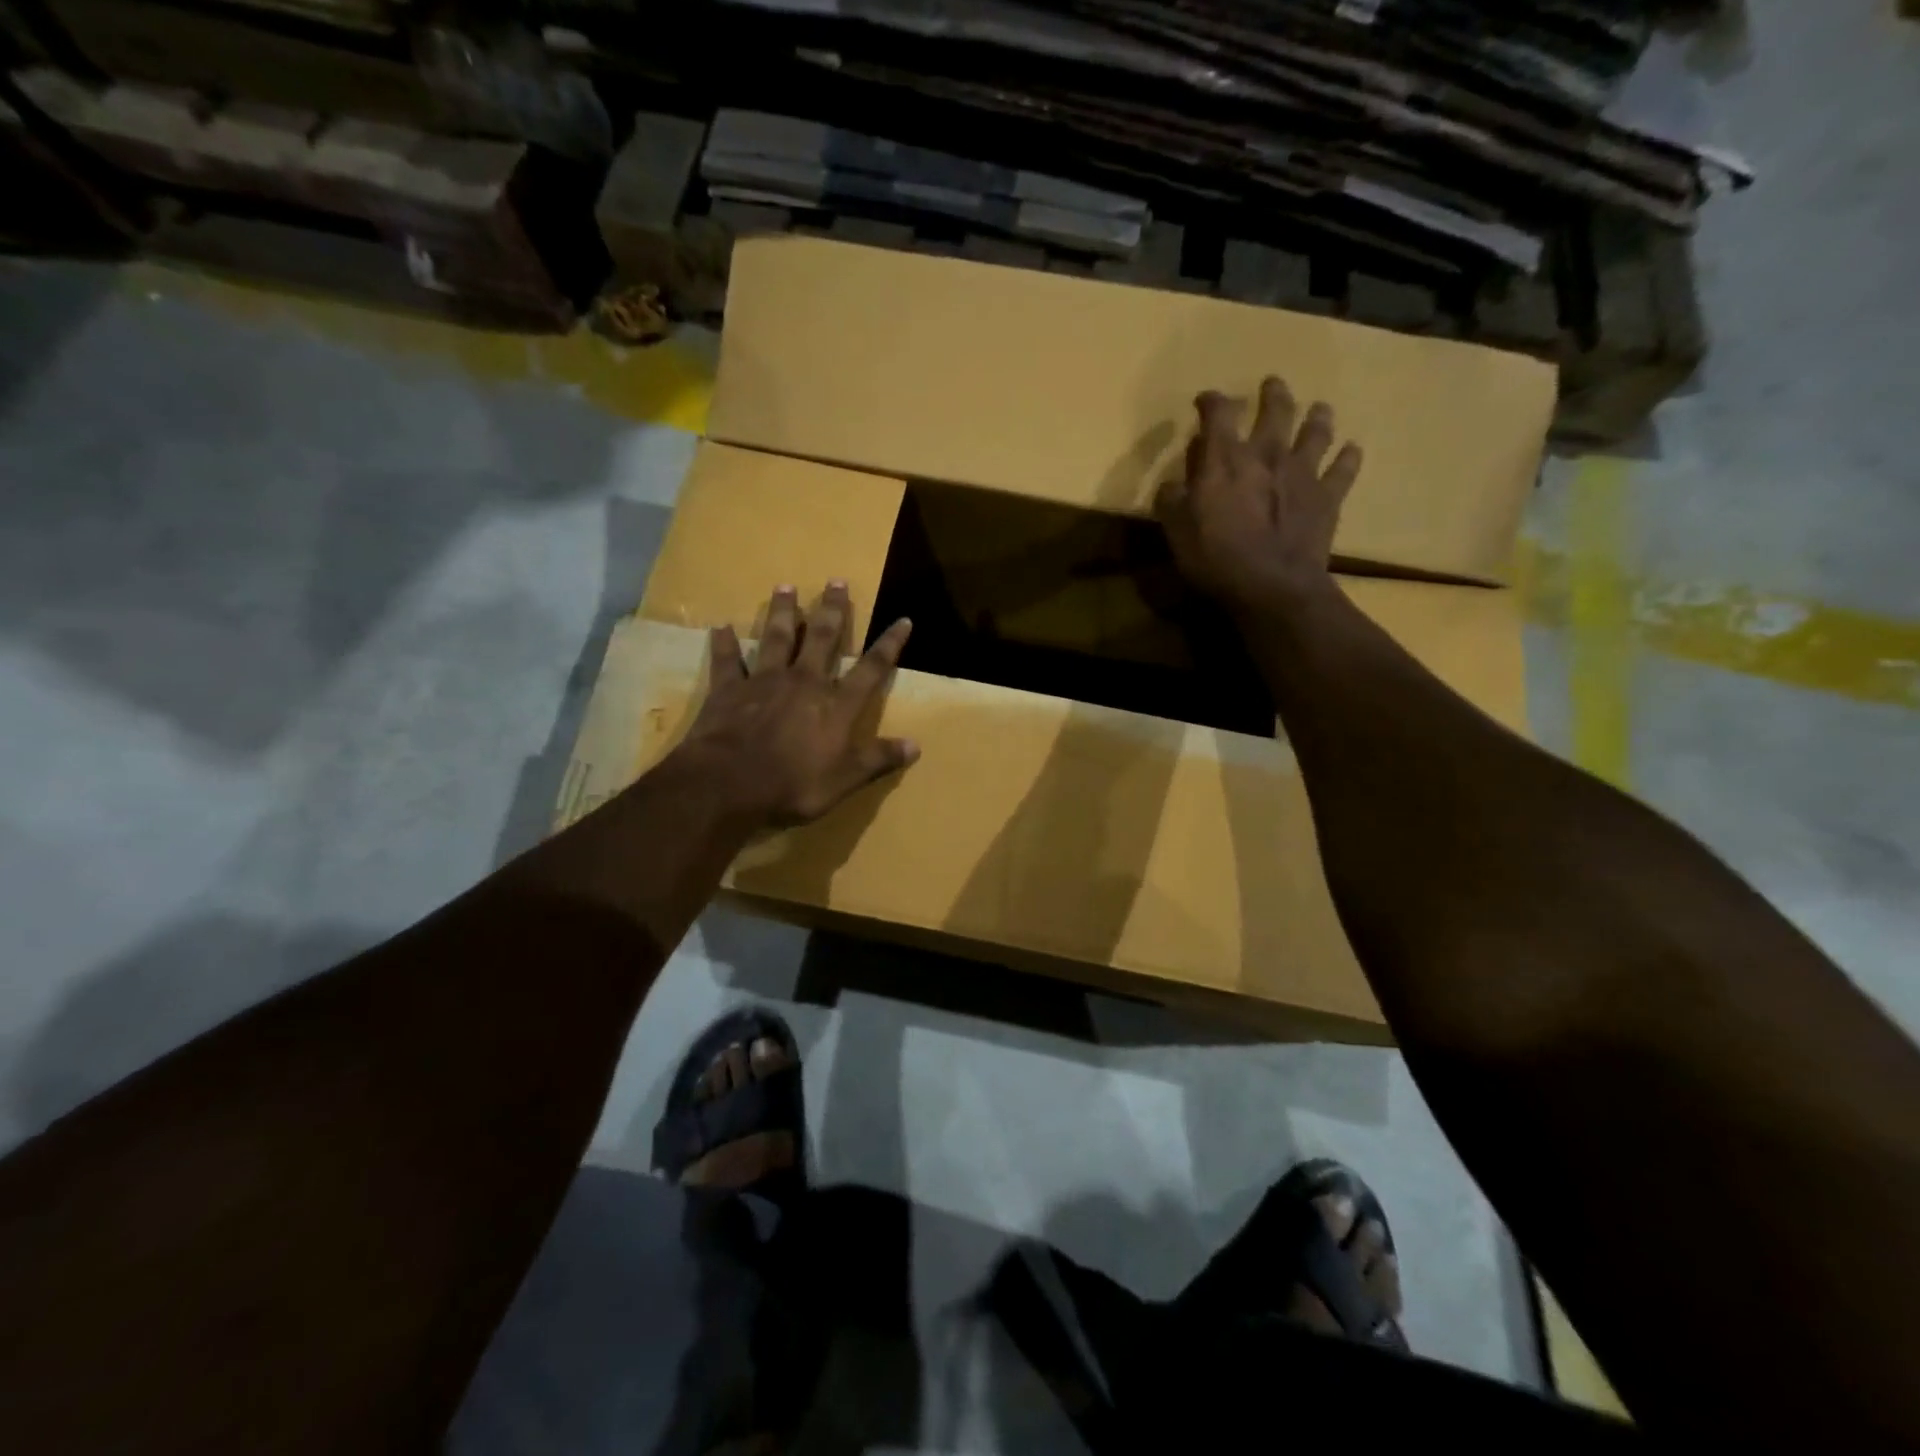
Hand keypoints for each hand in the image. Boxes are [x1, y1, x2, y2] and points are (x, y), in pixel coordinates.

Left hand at [675, 582, 918, 828]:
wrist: (729, 783)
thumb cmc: (794, 785)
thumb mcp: (846, 780)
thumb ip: (878, 759)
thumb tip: (916, 745)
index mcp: (836, 705)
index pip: (871, 668)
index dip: (890, 645)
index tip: (903, 620)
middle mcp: (805, 682)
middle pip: (823, 639)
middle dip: (832, 610)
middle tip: (836, 581)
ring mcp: (765, 681)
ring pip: (777, 638)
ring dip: (783, 613)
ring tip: (785, 587)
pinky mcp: (730, 689)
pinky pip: (728, 661)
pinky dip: (725, 644)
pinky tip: (720, 628)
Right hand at [1155, 377, 1362, 614]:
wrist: (1272, 586)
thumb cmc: (1215, 558)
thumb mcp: (1176, 531)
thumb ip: (1172, 500)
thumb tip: (1173, 484)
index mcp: (1226, 458)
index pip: (1218, 413)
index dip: (1211, 401)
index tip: (1205, 400)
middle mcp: (1268, 453)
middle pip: (1276, 409)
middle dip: (1273, 394)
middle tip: (1272, 385)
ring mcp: (1303, 472)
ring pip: (1316, 431)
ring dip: (1317, 416)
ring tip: (1319, 409)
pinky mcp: (1328, 497)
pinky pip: (1344, 469)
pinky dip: (1348, 457)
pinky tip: (1352, 450)